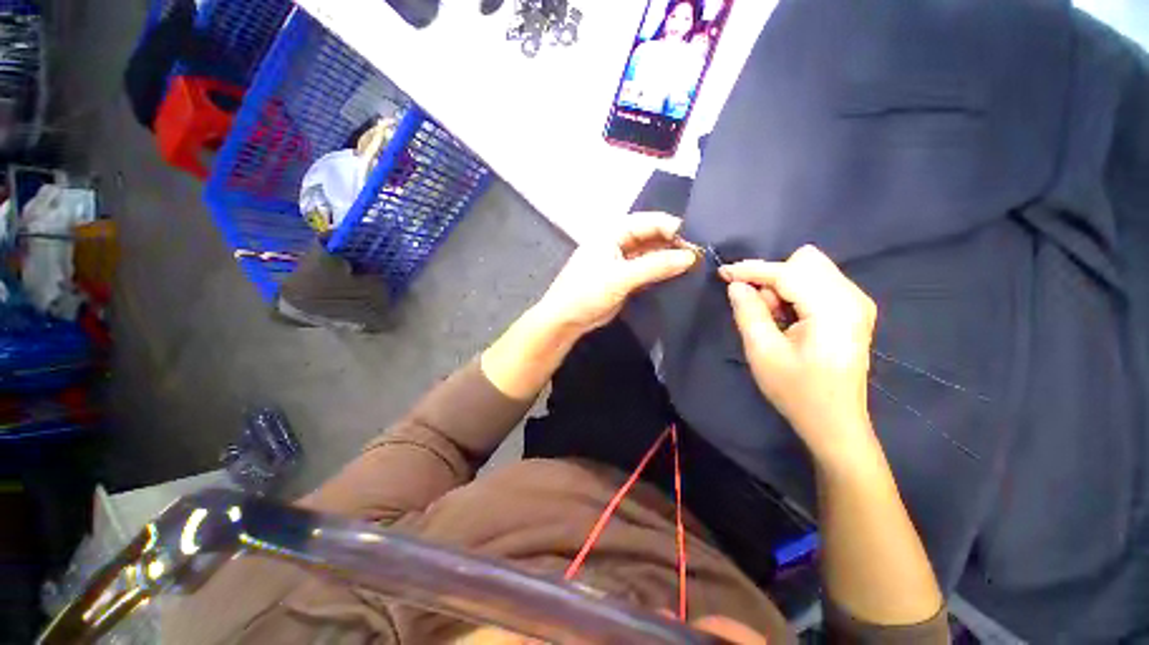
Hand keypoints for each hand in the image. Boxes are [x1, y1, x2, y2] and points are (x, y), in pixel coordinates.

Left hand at [534, 212, 697, 335]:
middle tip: (700, 256)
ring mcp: (622, 261)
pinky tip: (678, 277)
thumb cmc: (587, 292)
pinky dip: (661, 272)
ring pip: (651, 254)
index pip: (649, 222)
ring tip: (695, 266)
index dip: (673, 228)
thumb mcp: (621, 277)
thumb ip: (655, 266)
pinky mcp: (625, 279)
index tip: (697, 241)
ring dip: (669, 259)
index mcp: (613, 232)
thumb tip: (690, 257)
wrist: (566, 319)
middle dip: (674, 244)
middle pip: (652, 237)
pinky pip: (647, 270)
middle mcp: (619, 242)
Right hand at [721, 246, 877, 463]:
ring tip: (772, 317)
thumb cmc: (797, 391)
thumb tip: (736, 285)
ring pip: (812, 269)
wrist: (834, 422)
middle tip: (759, 308)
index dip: (752, 270)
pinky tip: (787, 318)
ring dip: (783, 285)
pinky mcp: (853, 310)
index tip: (723, 273)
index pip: (788, 272)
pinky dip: (795, 292)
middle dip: (772, 277)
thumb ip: (748, 312)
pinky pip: (818, 282)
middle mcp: (852, 297)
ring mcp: (857, 303)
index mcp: (833, 309)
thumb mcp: (763, 352)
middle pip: (806, 261)